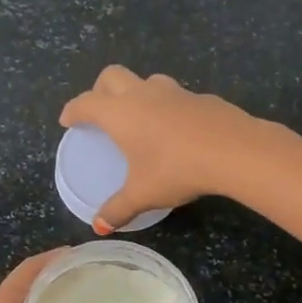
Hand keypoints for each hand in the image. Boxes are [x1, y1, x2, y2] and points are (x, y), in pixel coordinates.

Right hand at [59, 66, 264, 230]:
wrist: (233, 150)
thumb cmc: (176, 169)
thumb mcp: (143, 194)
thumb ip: (118, 208)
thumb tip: (99, 226)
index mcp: (120, 113)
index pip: (86, 103)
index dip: (73, 110)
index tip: (68, 120)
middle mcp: (142, 94)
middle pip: (111, 76)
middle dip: (100, 90)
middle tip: (100, 112)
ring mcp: (174, 91)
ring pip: (146, 80)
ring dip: (137, 92)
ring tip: (140, 117)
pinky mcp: (201, 97)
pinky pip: (176, 96)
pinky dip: (168, 107)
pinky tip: (177, 130)